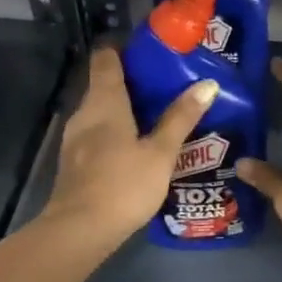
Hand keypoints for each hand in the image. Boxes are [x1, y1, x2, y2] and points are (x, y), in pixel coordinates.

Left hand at [42, 48, 217, 246]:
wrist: (79, 231)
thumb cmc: (123, 185)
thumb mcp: (161, 152)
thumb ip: (181, 118)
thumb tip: (207, 84)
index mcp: (104, 102)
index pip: (105, 59)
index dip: (124, 50)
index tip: (150, 53)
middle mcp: (84, 113)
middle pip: (104, 85)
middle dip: (132, 83)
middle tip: (166, 86)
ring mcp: (74, 139)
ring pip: (100, 112)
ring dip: (124, 110)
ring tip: (156, 116)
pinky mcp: (74, 162)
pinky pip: (96, 134)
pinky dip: (114, 132)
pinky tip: (135, 148)